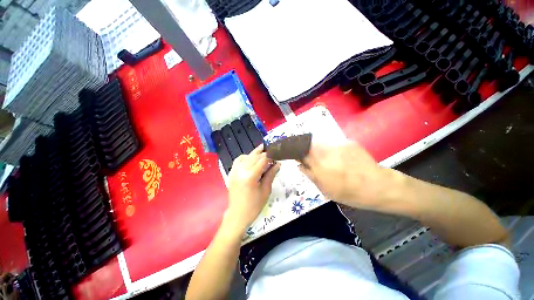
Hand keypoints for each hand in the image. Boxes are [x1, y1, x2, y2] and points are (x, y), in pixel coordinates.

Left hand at [225, 144, 280, 232]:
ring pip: (246, 156)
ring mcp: (234, 171)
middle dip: (264, 153)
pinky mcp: (231, 173)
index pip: (262, 160)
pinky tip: (250, 158)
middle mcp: (241, 170)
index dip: (270, 156)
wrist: (237, 215)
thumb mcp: (266, 190)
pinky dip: (245, 157)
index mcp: (251, 176)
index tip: (277, 154)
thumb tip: (278, 164)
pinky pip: (238, 160)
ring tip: (263, 151)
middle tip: (272, 151)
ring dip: (255, 153)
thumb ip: (271, 175)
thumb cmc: (254, 206)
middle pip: (254, 156)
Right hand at [299, 141, 401, 210]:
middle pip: (309, 145)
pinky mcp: (347, 143)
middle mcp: (325, 154)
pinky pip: (334, 144)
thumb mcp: (325, 190)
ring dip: (320, 149)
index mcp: (318, 167)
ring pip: (321, 144)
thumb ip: (311, 176)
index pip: (301, 154)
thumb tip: (300, 165)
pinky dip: (333, 150)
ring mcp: (337, 146)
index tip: (298, 156)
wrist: (377, 186)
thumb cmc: (349, 193)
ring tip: (330, 159)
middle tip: (312, 157)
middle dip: (307, 150)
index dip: (298, 153)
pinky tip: (342, 158)